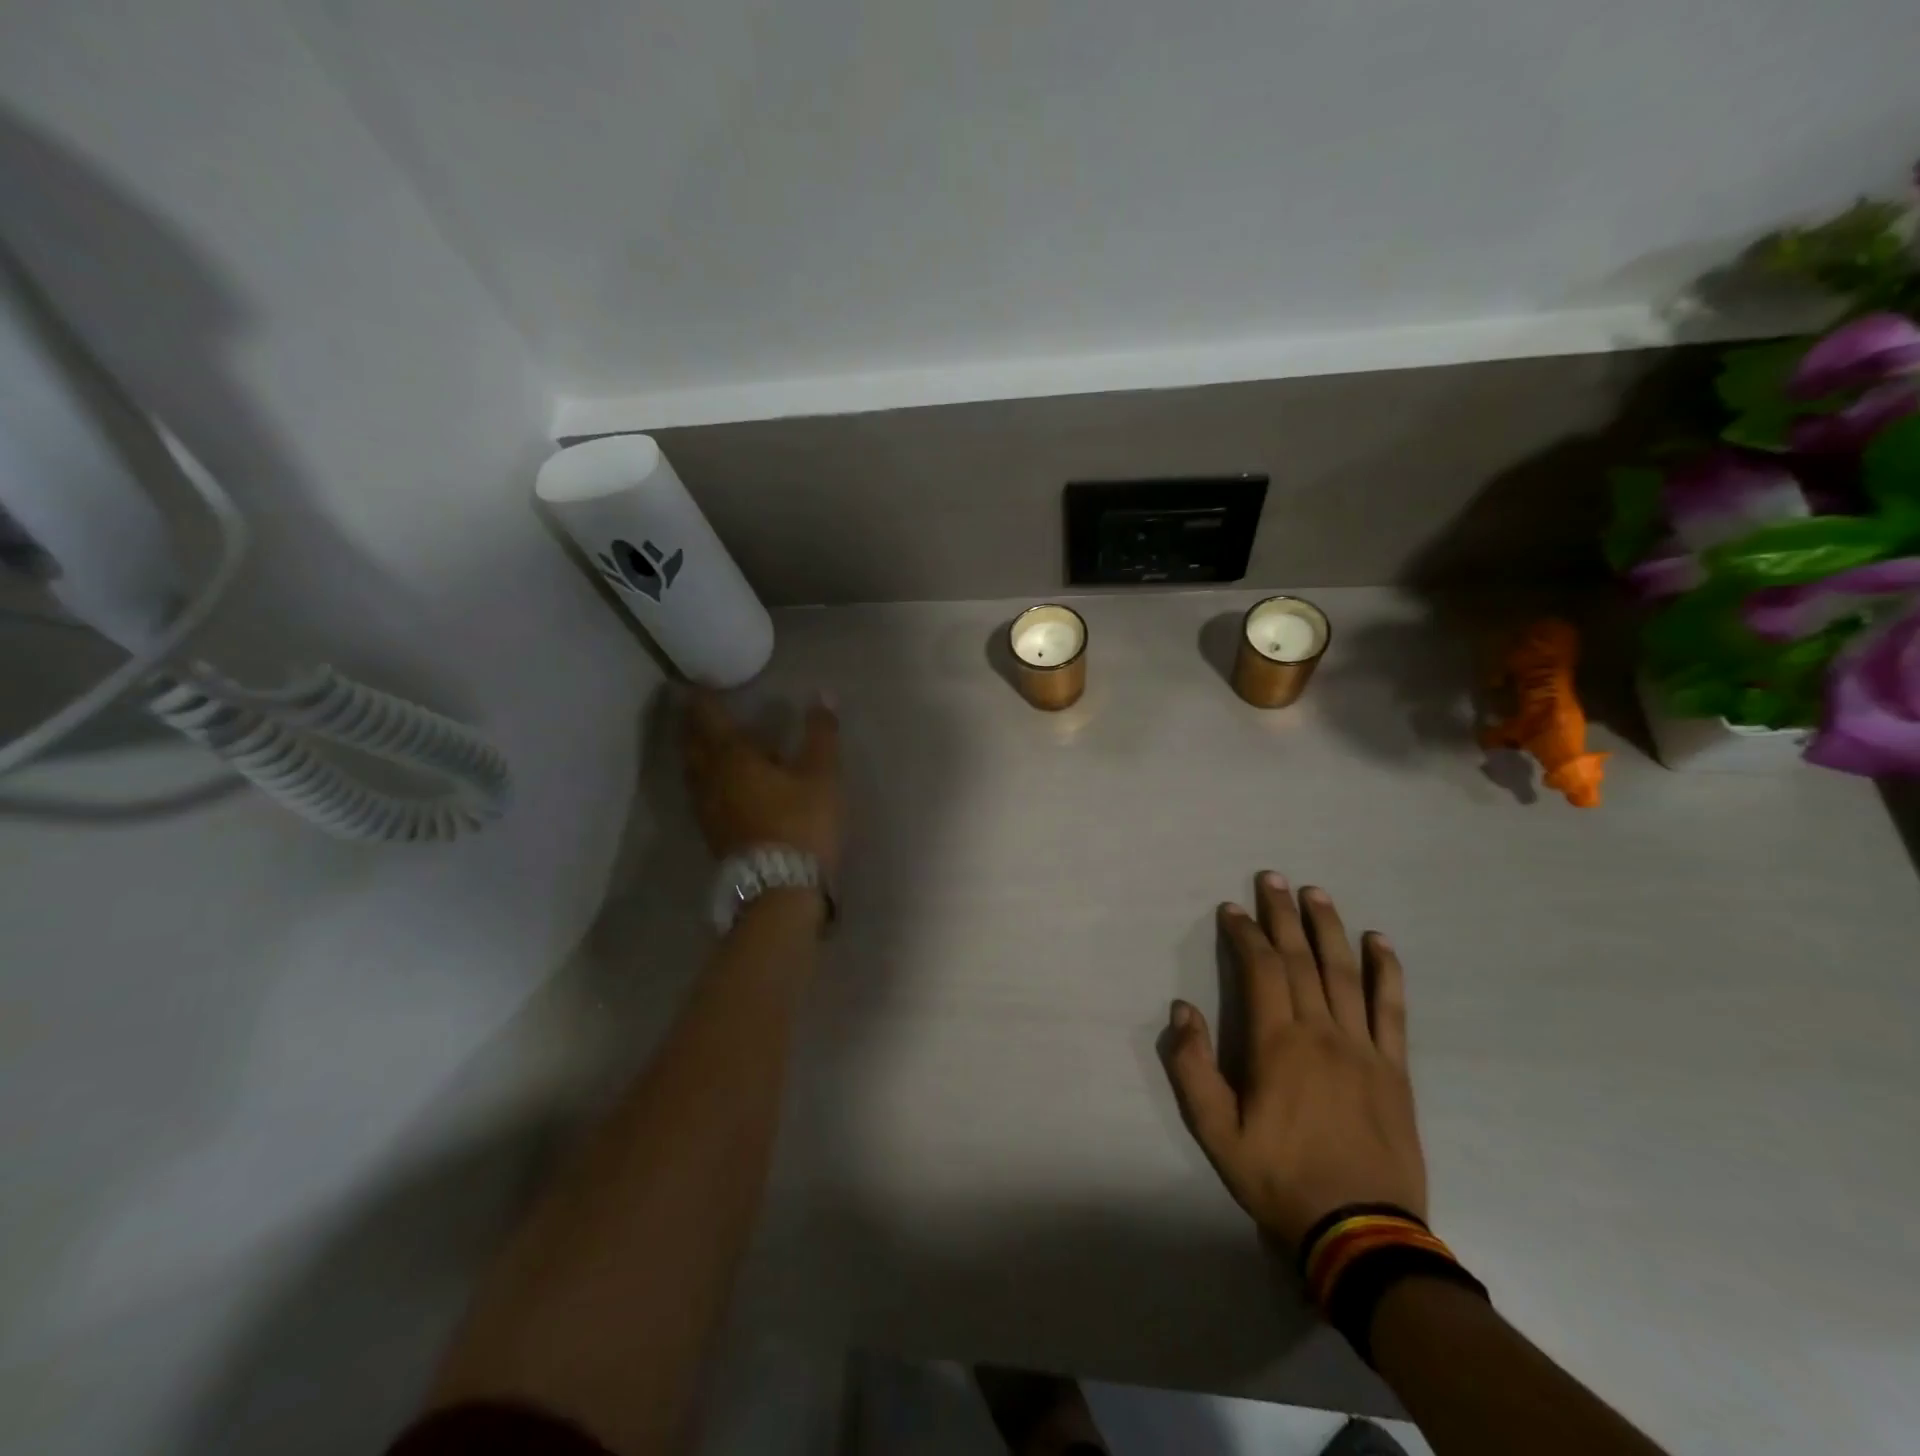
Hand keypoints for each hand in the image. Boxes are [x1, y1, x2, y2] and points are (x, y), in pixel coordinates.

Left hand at [682, 691, 841, 874]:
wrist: (780, 887)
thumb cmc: (801, 822)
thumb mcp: (822, 775)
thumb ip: (821, 733)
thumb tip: (823, 694)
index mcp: (732, 756)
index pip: (708, 717)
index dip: (702, 698)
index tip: (699, 683)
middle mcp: (709, 777)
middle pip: (692, 743)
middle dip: (692, 723)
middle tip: (697, 707)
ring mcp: (706, 808)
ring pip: (693, 770)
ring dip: (696, 751)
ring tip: (707, 740)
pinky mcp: (712, 832)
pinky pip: (701, 792)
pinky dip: (706, 776)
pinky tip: (722, 781)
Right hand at [1164, 873, 1424, 1252]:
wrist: (1361, 1233)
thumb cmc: (1279, 1178)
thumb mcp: (1215, 1132)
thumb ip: (1193, 1067)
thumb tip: (1181, 1010)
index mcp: (1277, 1044)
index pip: (1261, 969)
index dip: (1245, 934)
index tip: (1231, 909)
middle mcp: (1322, 1032)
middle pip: (1301, 959)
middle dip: (1283, 915)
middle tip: (1273, 878)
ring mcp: (1364, 1047)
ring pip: (1345, 973)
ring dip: (1329, 928)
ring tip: (1316, 893)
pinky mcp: (1394, 1068)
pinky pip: (1392, 1008)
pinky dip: (1386, 971)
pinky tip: (1379, 942)